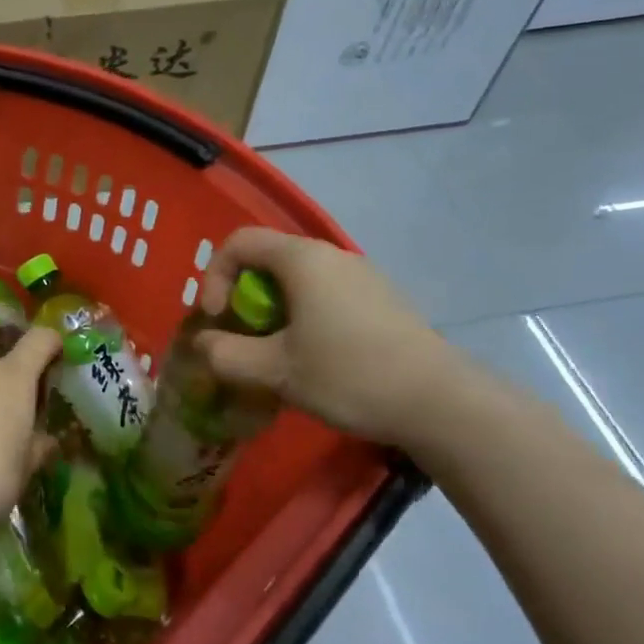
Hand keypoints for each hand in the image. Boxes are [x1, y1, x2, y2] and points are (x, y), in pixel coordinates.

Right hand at [197, 227, 470, 449]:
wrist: (440, 401)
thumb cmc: (349, 375)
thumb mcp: (276, 370)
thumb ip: (226, 354)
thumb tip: (203, 343)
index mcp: (302, 259)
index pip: (239, 242)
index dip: (214, 276)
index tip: (218, 318)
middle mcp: (332, 256)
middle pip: (268, 260)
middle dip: (243, 299)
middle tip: (243, 341)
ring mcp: (362, 276)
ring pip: (298, 281)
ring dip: (273, 312)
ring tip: (277, 356)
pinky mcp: (381, 300)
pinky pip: (326, 295)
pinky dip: (304, 317)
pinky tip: (317, 360)